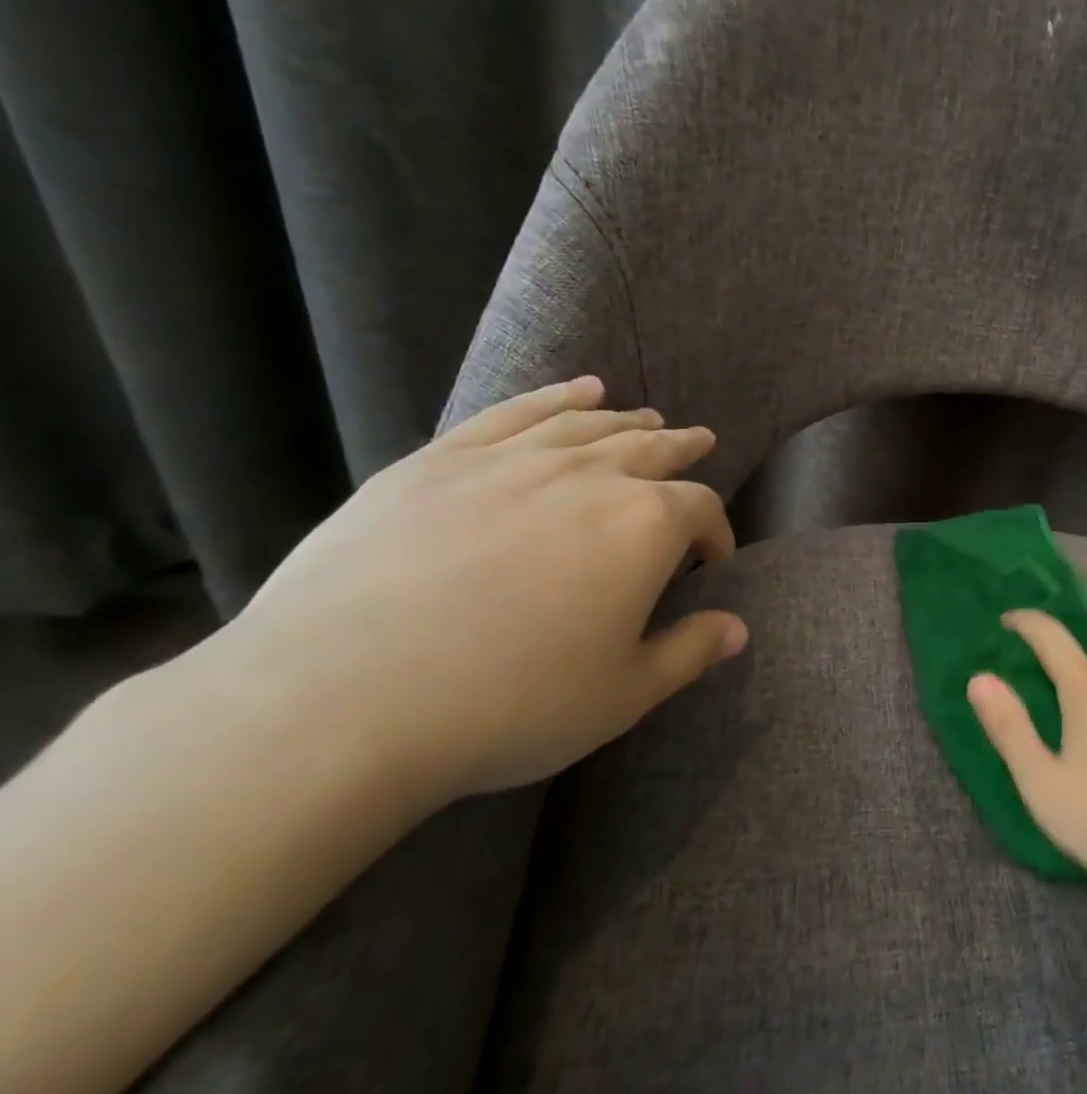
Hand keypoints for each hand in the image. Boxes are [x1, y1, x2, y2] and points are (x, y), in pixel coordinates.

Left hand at [194, 376, 747, 803]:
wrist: (341, 699)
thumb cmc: (511, 703)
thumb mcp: (622, 694)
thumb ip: (689, 653)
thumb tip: (738, 628)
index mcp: (645, 527)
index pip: (700, 509)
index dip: (716, 532)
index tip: (713, 559)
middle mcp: (590, 477)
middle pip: (651, 450)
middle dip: (682, 450)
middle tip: (700, 443)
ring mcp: (513, 460)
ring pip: (589, 425)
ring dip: (628, 420)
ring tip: (648, 418)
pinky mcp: (442, 459)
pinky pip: (514, 412)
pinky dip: (554, 397)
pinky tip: (578, 390)